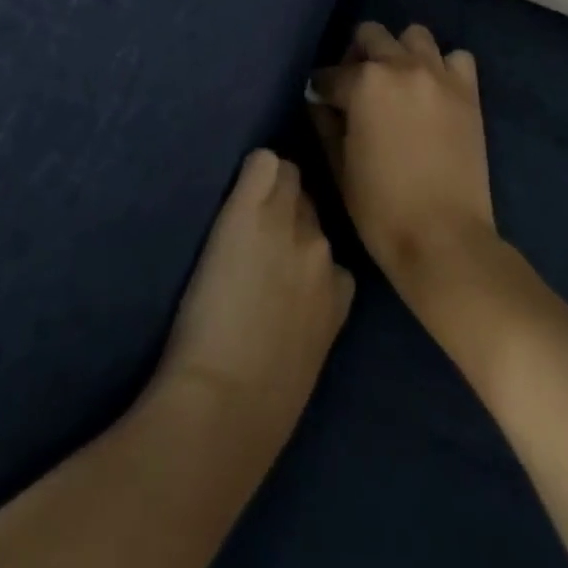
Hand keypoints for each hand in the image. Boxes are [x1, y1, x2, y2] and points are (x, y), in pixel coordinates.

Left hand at [156, 150, 353, 452]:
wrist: (227, 404)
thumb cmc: (264, 404)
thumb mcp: (309, 357)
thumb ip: (314, 317)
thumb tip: (298, 303)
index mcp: (340, 287)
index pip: (328, 243)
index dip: (302, 247)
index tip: (280, 258)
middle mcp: (321, 246)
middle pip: (310, 204)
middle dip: (288, 212)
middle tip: (258, 229)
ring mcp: (287, 223)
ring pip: (288, 177)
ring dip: (269, 190)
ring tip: (243, 206)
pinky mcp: (249, 209)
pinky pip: (262, 163)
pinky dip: (252, 170)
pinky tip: (236, 185)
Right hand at [309, 23, 497, 303]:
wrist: (444, 238)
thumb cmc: (381, 209)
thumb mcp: (340, 167)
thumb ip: (326, 125)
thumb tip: (320, 102)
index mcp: (364, 83)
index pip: (330, 74)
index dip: (321, 88)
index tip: (322, 101)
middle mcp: (401, 66)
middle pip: (371, 35)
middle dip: (357, 55)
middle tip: (356, 86)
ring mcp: (439, 75)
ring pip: (414, 35)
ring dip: (400, 51)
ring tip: (397, 82)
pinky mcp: (468, 91)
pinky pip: (456, 57)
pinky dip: (443, 66)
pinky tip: (433, 90)